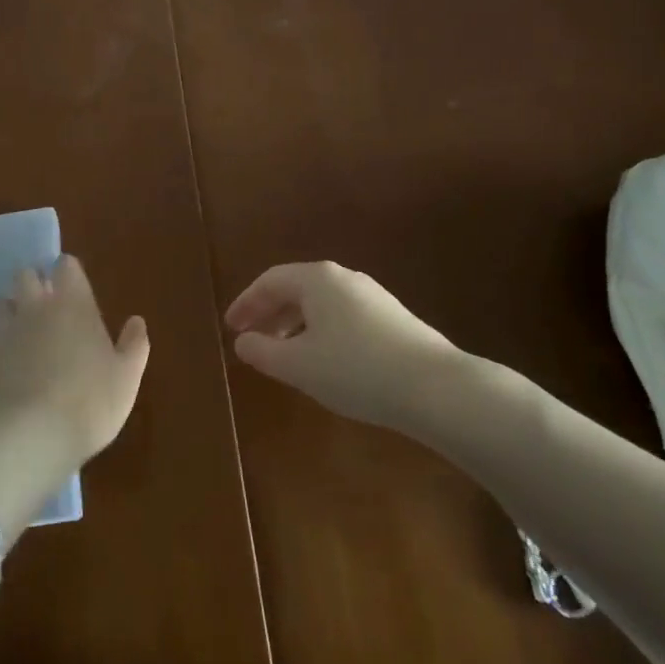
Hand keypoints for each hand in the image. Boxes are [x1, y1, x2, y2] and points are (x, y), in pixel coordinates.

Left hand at [0, 255, 149, 466]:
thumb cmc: (88, 401)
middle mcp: (36, 307)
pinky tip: (4, 362)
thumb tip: (136, 321)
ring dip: (11, 311)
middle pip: (26, 275)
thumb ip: (134, 345)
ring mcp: (5, 331)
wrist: (29, 437)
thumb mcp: (126, 378)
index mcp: (74, 303)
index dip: (69, 273)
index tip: (74, 287)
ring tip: (22, 333)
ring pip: (2, 303)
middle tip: (46, 306)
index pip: (66, 266)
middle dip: (34, 284)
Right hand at [224, 261, 459, 429]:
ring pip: (320, 303)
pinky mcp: (391, 317)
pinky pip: (341, 315)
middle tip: (250, 339)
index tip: (230, 327)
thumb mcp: (299, 366)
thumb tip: (243, 341)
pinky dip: (319, 330)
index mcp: (317, 278)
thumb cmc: (356, 370)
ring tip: (282, 353)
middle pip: (295, 288)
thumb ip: (264, 352)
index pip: (270, 281)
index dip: (246, 303)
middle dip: (269, 313)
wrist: (434, 386)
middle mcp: (343, 277)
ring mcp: (371, 295)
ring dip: (294, 324)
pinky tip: (322, 360)